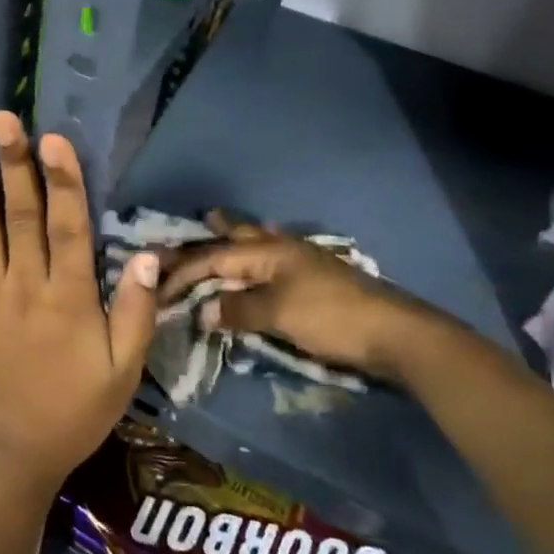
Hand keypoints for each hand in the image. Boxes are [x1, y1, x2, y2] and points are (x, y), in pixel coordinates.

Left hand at [0, 112, 159, 495]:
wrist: (8, 452)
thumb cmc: (74, 411)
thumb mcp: (124, 371)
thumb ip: (138, 312)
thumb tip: (151, 255)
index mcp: (70, 297)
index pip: (68, 226)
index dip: (62, 180)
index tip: (52, 138)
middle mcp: (26, 284)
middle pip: (20, 214)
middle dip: (13, 163)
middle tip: (0, 119)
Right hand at [158, 212, 452, 383]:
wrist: (394, 334)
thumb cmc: (331, 318)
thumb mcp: (278, 314)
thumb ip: (237, 310)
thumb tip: (202, 311)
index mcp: (270, 252)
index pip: (214, 257)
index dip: (183, 271)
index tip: (158, 287)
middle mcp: (283, 249)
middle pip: (240, 237)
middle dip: (216, 230)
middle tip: (198, 219)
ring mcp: (302, 262)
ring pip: (260, 244)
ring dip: (238, 237)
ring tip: (222, 226)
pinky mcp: (315, 280)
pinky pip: (275, 260)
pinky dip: (259, 257)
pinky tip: (265, 258)